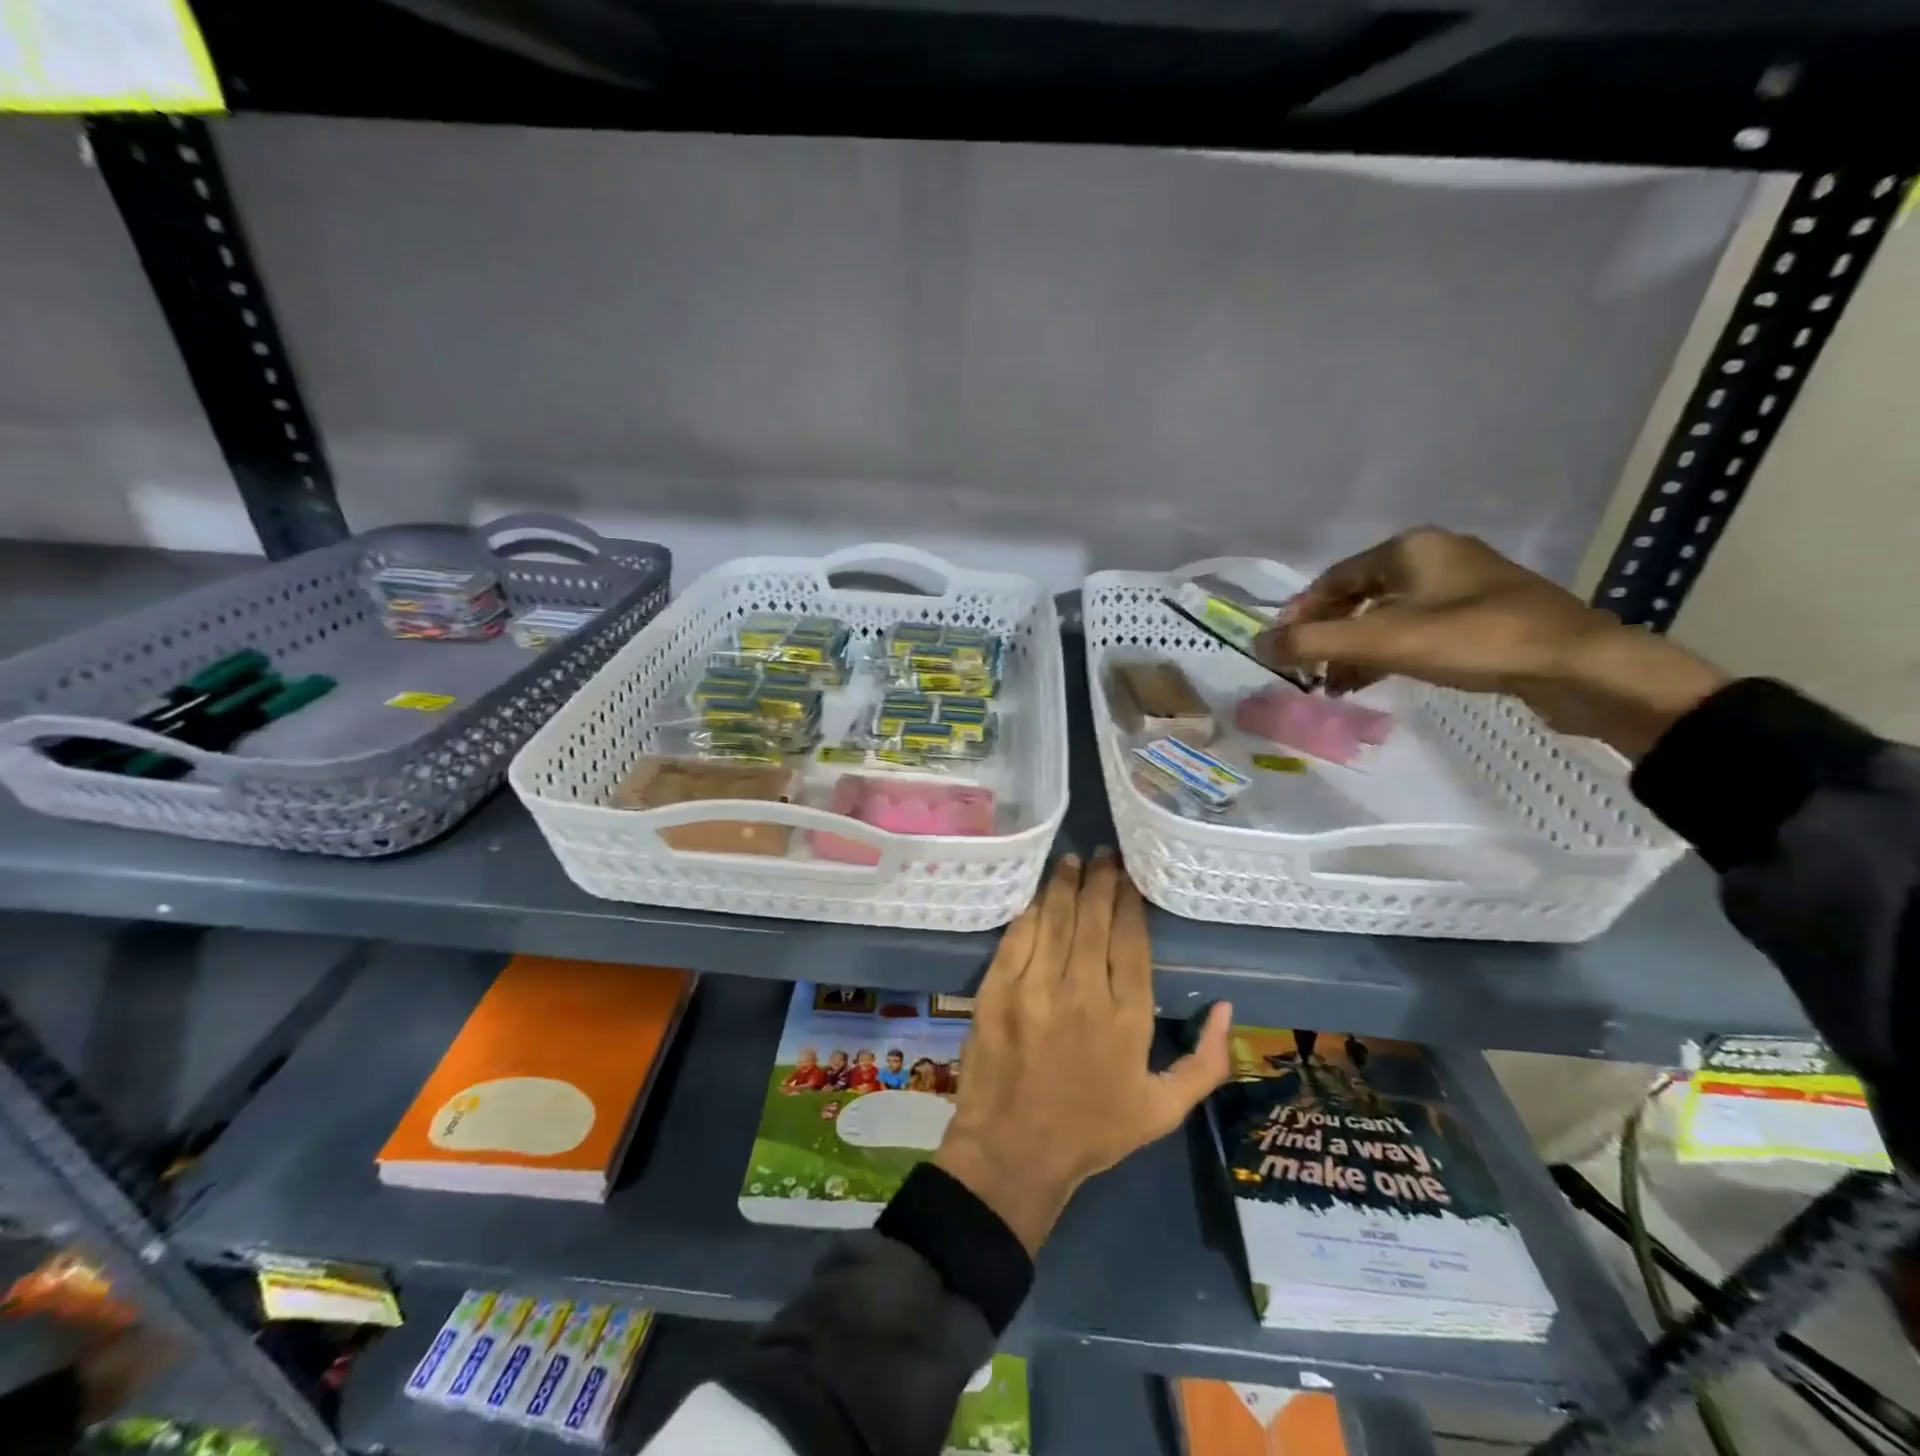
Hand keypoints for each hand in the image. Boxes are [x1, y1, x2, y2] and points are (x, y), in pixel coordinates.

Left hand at [933, 851, 1232, 1254]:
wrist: (1014, 1152)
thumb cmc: (1092, 1131)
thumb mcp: (1163, 1110)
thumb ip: (1205, 1062)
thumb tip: (1225, 1008)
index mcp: (1127, 1017)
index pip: (1131, 939)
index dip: (1130, 901)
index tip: (1130, 876)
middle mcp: (1083, 991)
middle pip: (1094, 919)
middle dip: (1100, 880)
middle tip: (1104, 853)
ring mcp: (1035, 987)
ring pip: (1055, 919)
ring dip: (1065, 885)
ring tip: (1073, 861)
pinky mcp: (997, 989)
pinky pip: (1017, 937)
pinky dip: (1030, 912)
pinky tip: (1038, 896)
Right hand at [1254, 527, 1727, 757]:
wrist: (1579, 666)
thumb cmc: (1474, 640)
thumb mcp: (1382, 641)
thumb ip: (1313, 642)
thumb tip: (1256, 644)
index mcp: (1409, 549)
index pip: (1333, 579)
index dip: (1300, 613)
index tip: (1279, 647)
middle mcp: (1434, 558)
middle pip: (1357, 597)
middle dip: (1327, 636)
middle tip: (1304, 670)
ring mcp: (1462, 587)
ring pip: (1386, 616)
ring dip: (1353, 649)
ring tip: (1332, 685)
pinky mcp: (1482, 617)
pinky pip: (1414, 630)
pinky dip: (1386, 654)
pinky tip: (1372, 681)